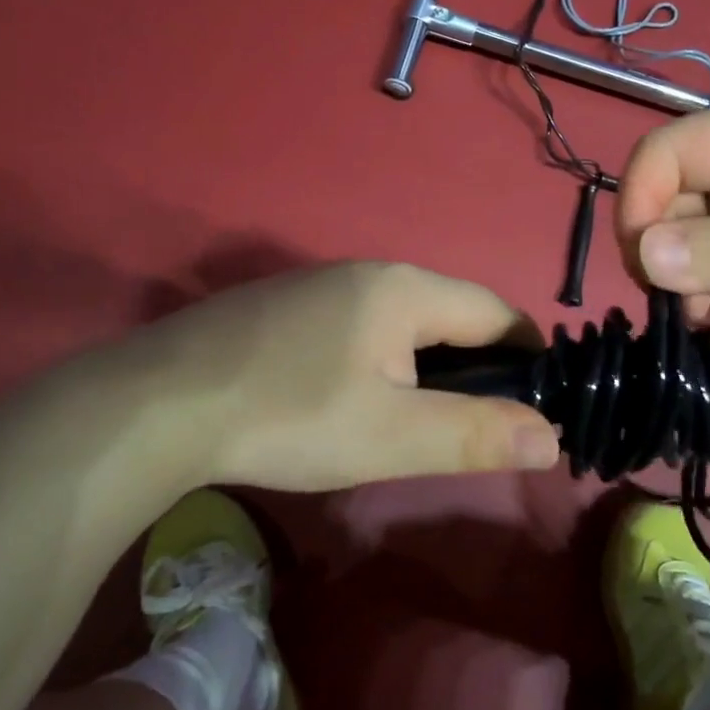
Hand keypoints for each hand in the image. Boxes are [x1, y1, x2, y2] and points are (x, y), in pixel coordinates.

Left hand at [136, 262, 560, 492]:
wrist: (157, 404)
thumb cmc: (290, 416)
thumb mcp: (393, 437)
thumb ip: (476, 434)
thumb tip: (552, 437)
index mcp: (406, 290)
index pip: (496, 312)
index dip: (529, 354)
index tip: (543, 398)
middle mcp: (367, 272)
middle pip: (448, 312)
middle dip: (478, 362)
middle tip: (481, 419)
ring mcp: (319, 285)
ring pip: (400, 319)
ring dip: (426, 360)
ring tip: (422, 414)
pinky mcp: (282, 307)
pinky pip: (356, 325)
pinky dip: (379, 357)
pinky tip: (353, 395)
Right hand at [614, 108, 709, 365]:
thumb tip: (642, 255)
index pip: (665, 152)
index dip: (640, 198)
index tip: (643, 262)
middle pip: (663, 204)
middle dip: (662, 257)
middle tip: (687, 306)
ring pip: (676, 249)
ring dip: (682, 288)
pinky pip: (700, 280)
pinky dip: (703, 306)